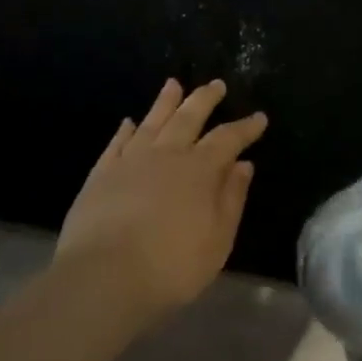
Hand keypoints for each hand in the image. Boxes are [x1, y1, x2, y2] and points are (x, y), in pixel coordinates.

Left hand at [56, 79, 266, 323]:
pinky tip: (129, 122)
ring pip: (153, 121)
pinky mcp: (102, 173)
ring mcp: (131, 160)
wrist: (104, 277)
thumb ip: (232, 198)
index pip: (228, 139)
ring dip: (166, 102)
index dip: (245, 127)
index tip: (259, 117)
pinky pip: (117, 143)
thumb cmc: (172, 265)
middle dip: (206, 99)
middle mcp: (167, 154)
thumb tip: (243, 165)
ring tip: (173, 84)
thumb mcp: (217, 239)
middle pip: (189, 117)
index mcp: (200, 169)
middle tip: (216, 84)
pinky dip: (126, 130)